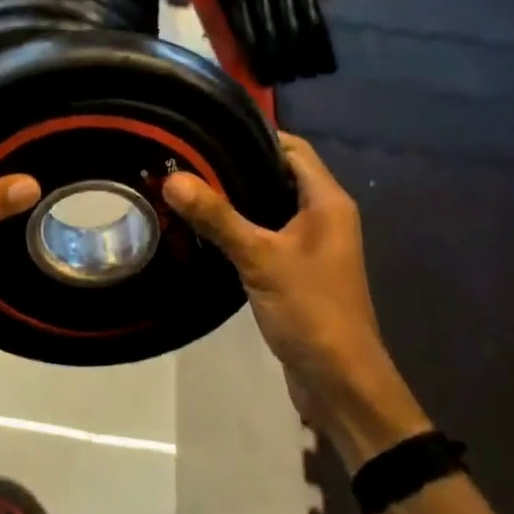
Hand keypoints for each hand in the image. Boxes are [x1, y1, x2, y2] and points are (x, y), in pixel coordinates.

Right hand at [163, 133, 424, 453]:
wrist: (340, 383)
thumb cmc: (311, 310)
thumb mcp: (260, 258)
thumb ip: (218, 217)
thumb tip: (172, 178)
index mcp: (327, 202)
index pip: (292, 148)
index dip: (255, 134)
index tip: (210, 130)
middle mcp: (325, 216)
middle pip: (279, 173)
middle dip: (238, 164)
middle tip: (189, 158)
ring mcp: (313, 245)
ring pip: (271, 205)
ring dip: (237, 197)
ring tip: (190, 187)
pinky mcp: (298, 270)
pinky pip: (267, 233)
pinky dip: (241, 226)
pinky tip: (206, 229)